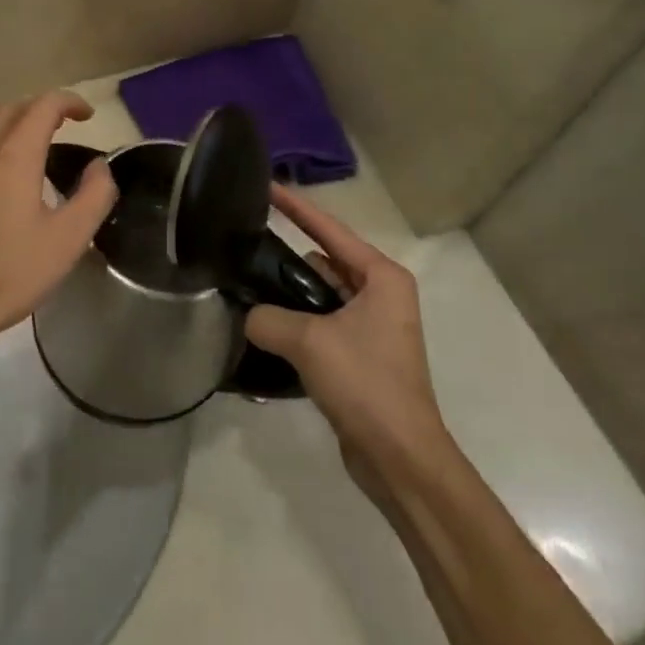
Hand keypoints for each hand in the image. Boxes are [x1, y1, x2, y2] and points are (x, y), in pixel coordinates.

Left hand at [0, 91, 116, 346]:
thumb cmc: (7, 274)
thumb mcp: (68, 240)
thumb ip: (93, 196)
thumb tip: (99, 166)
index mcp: (13, 157)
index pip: (42, 106)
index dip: (68, 102)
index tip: (86, 115)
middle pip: (8, 110)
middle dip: (38, 109)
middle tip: (60, 126)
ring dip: (7, 126)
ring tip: (24, 146)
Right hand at [246, 187, 450, 489]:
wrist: (400, 458)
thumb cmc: (365, 383)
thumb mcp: (309, 342)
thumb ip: (268, 318)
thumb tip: (250, 316)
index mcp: (381, 277)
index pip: (329, 229)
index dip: (296, 207)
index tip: (266, 186)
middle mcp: (381, 293)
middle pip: (324, 261)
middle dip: (287, 258)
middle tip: (244, 248)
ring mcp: (372, 325)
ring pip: (320, 294)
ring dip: (290, 295)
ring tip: (246, 289)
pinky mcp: (361, 354)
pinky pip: (322, 322)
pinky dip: (297, 322)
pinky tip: (265, 328)